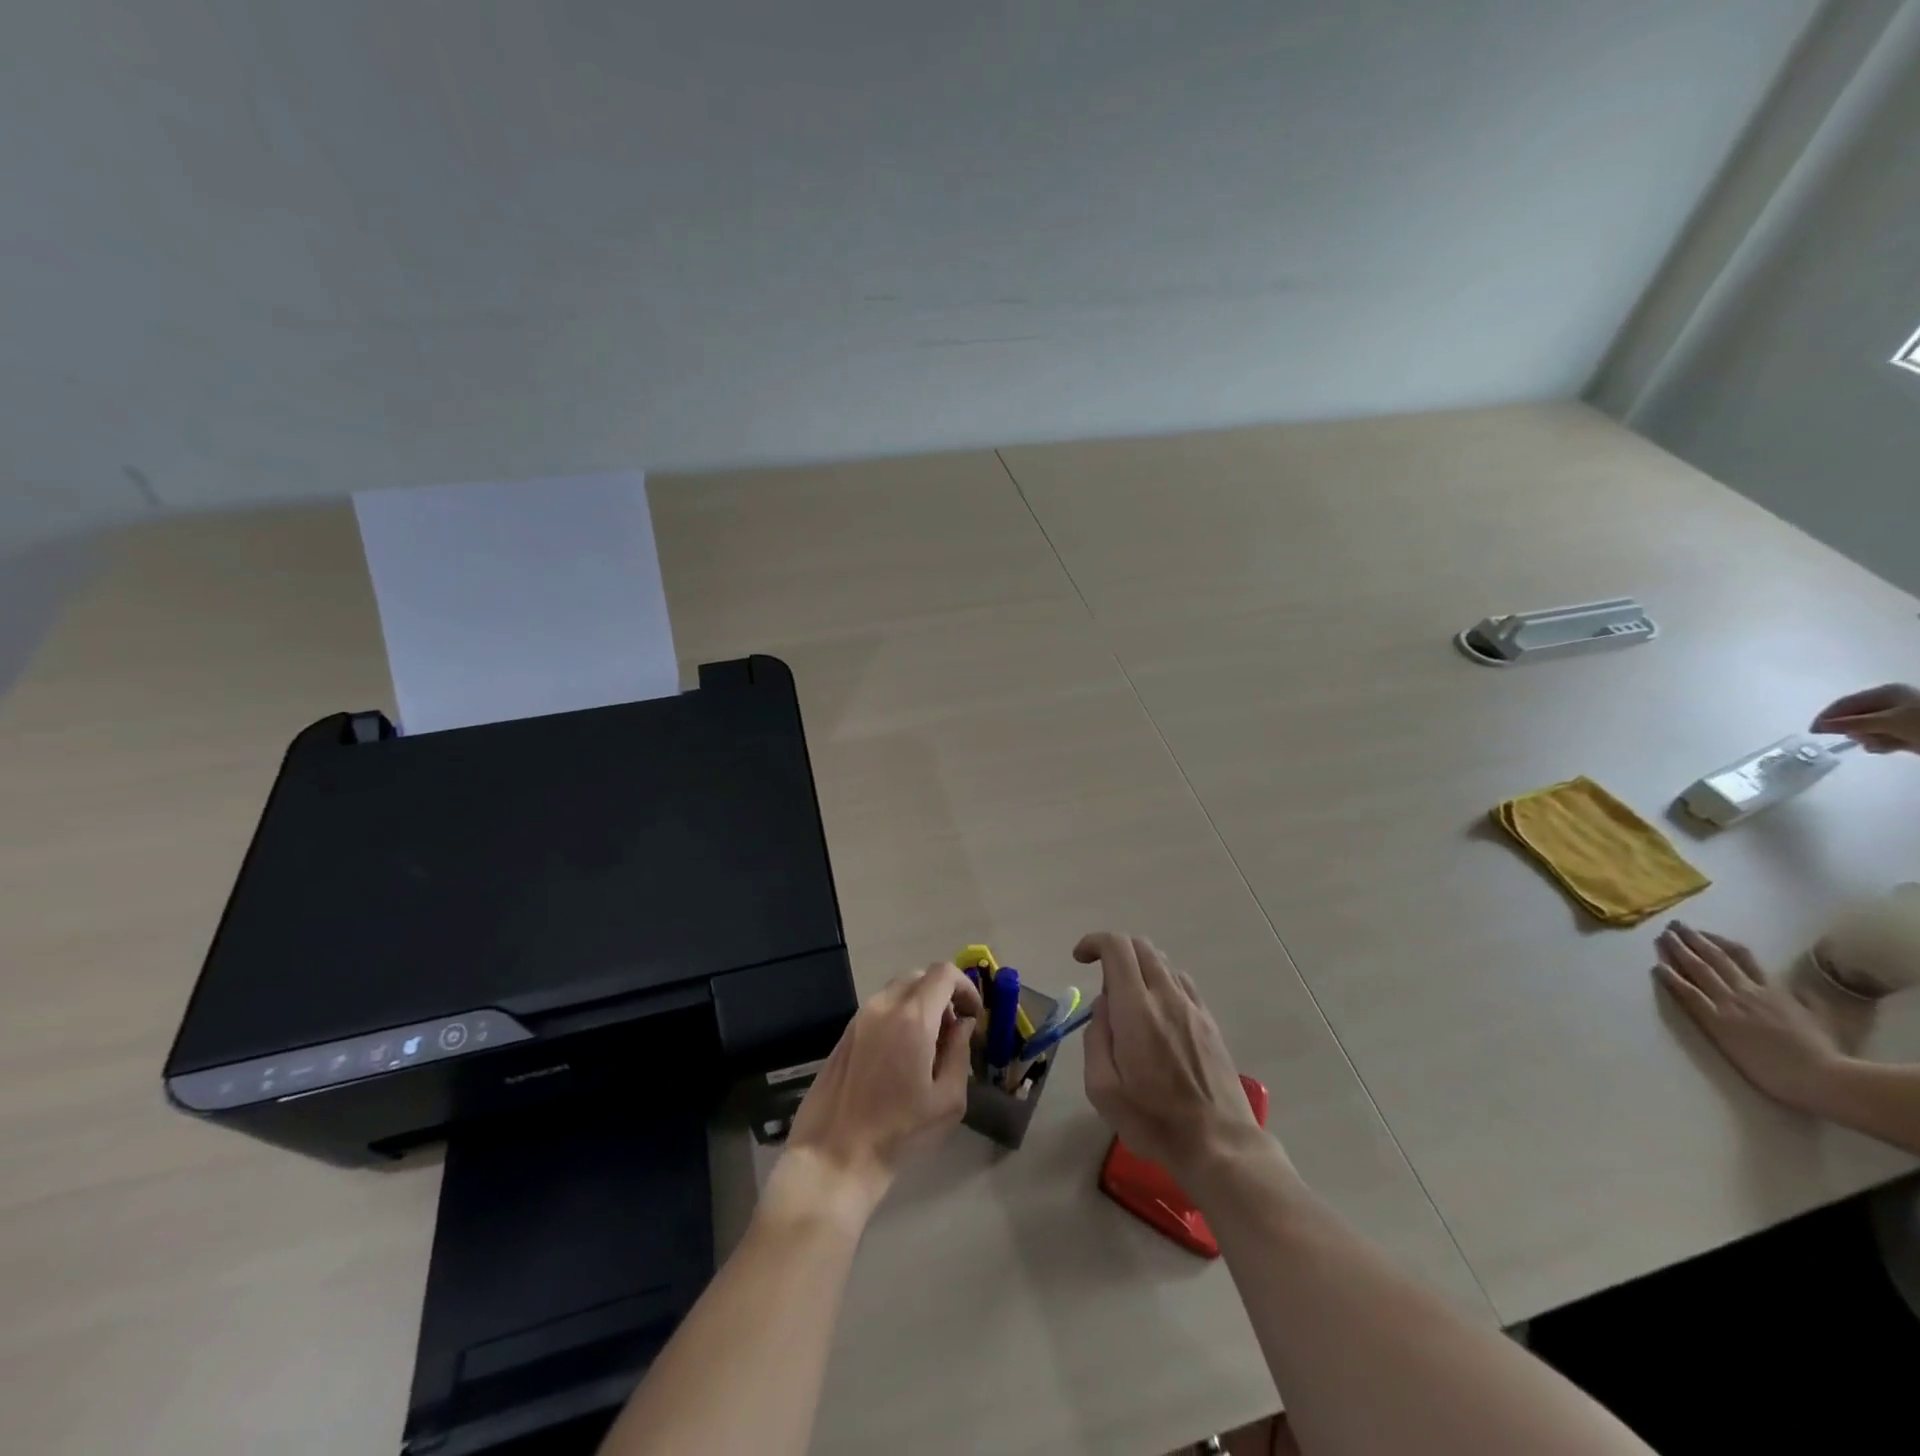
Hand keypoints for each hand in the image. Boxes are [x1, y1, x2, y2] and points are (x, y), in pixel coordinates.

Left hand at [784, 963, 981, 1213]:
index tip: (972, 1014)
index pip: (944, 973)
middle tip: (953, 1030)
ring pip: (898, 990)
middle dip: (943, 995)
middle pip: (920, 976)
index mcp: (913, 1018)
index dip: (965, 986)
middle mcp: (884, 1006)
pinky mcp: (846, 1032)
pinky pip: (880, 1007)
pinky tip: (900, 1053)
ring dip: (920, 1003)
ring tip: (927, 1043)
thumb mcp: (948, 1100)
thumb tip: (963, 1024)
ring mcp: (860, 1016)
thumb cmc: (899, 1132)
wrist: (835, 1154)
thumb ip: (960, 1052)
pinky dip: (898, 1014)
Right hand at [1076, 931, 1265, 1182]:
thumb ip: (1096, 1038)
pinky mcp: (1209, 1022)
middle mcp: (1167, 997)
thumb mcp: (1102, 1089)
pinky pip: (1181, 982)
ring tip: (1128, 1003)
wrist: (1219, 1145)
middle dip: (1114, 951)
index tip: (1079, 959)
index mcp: (1137, 1009)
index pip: (1117, 947)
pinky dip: (1161, 982)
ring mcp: (1193, 1007)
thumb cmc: (1153, 1121)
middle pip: (1141, 946)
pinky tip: (1156, 1014)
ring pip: (1162, 962)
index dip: (1095, 942)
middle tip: (1101, 983)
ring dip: (1138, 967)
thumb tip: (1103, 1007)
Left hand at [1653, 922, 1842, 1112]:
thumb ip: (1808, 1001)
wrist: (1824, 1077)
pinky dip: (1672, 978)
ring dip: (1678, 950)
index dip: (1719, 941)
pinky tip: (1657, 966)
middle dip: (1692, 938)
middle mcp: (1748, 991)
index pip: (1742, 957)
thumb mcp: (1822, 1019)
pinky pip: (1689, 994)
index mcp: (1774, 990)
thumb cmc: (1826, 1054)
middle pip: (1715, 957)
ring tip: (1662, 935)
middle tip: (1673, 924)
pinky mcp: (1717, 1021)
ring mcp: (1731, 1004)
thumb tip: (1800, 988)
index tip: (1703, 931)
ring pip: (1699, 969)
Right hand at [1811, 683, 1919, 753]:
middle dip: (1853, 730)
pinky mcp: (1905, 731)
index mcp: (1884, 693)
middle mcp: (1889, 702)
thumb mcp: (1886, 722)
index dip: (1826, 716)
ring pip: (1867, 729)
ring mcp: (1898, 717)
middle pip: (1854, 717)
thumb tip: (1819, 726)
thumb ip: (1851, 723)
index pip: (1845, 703)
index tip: (1813, 731)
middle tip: (1854, 739)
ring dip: (1869, 739)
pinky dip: (1881, 744)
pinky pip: (1881, 737)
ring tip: (1879, 743)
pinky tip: (1889, 748)